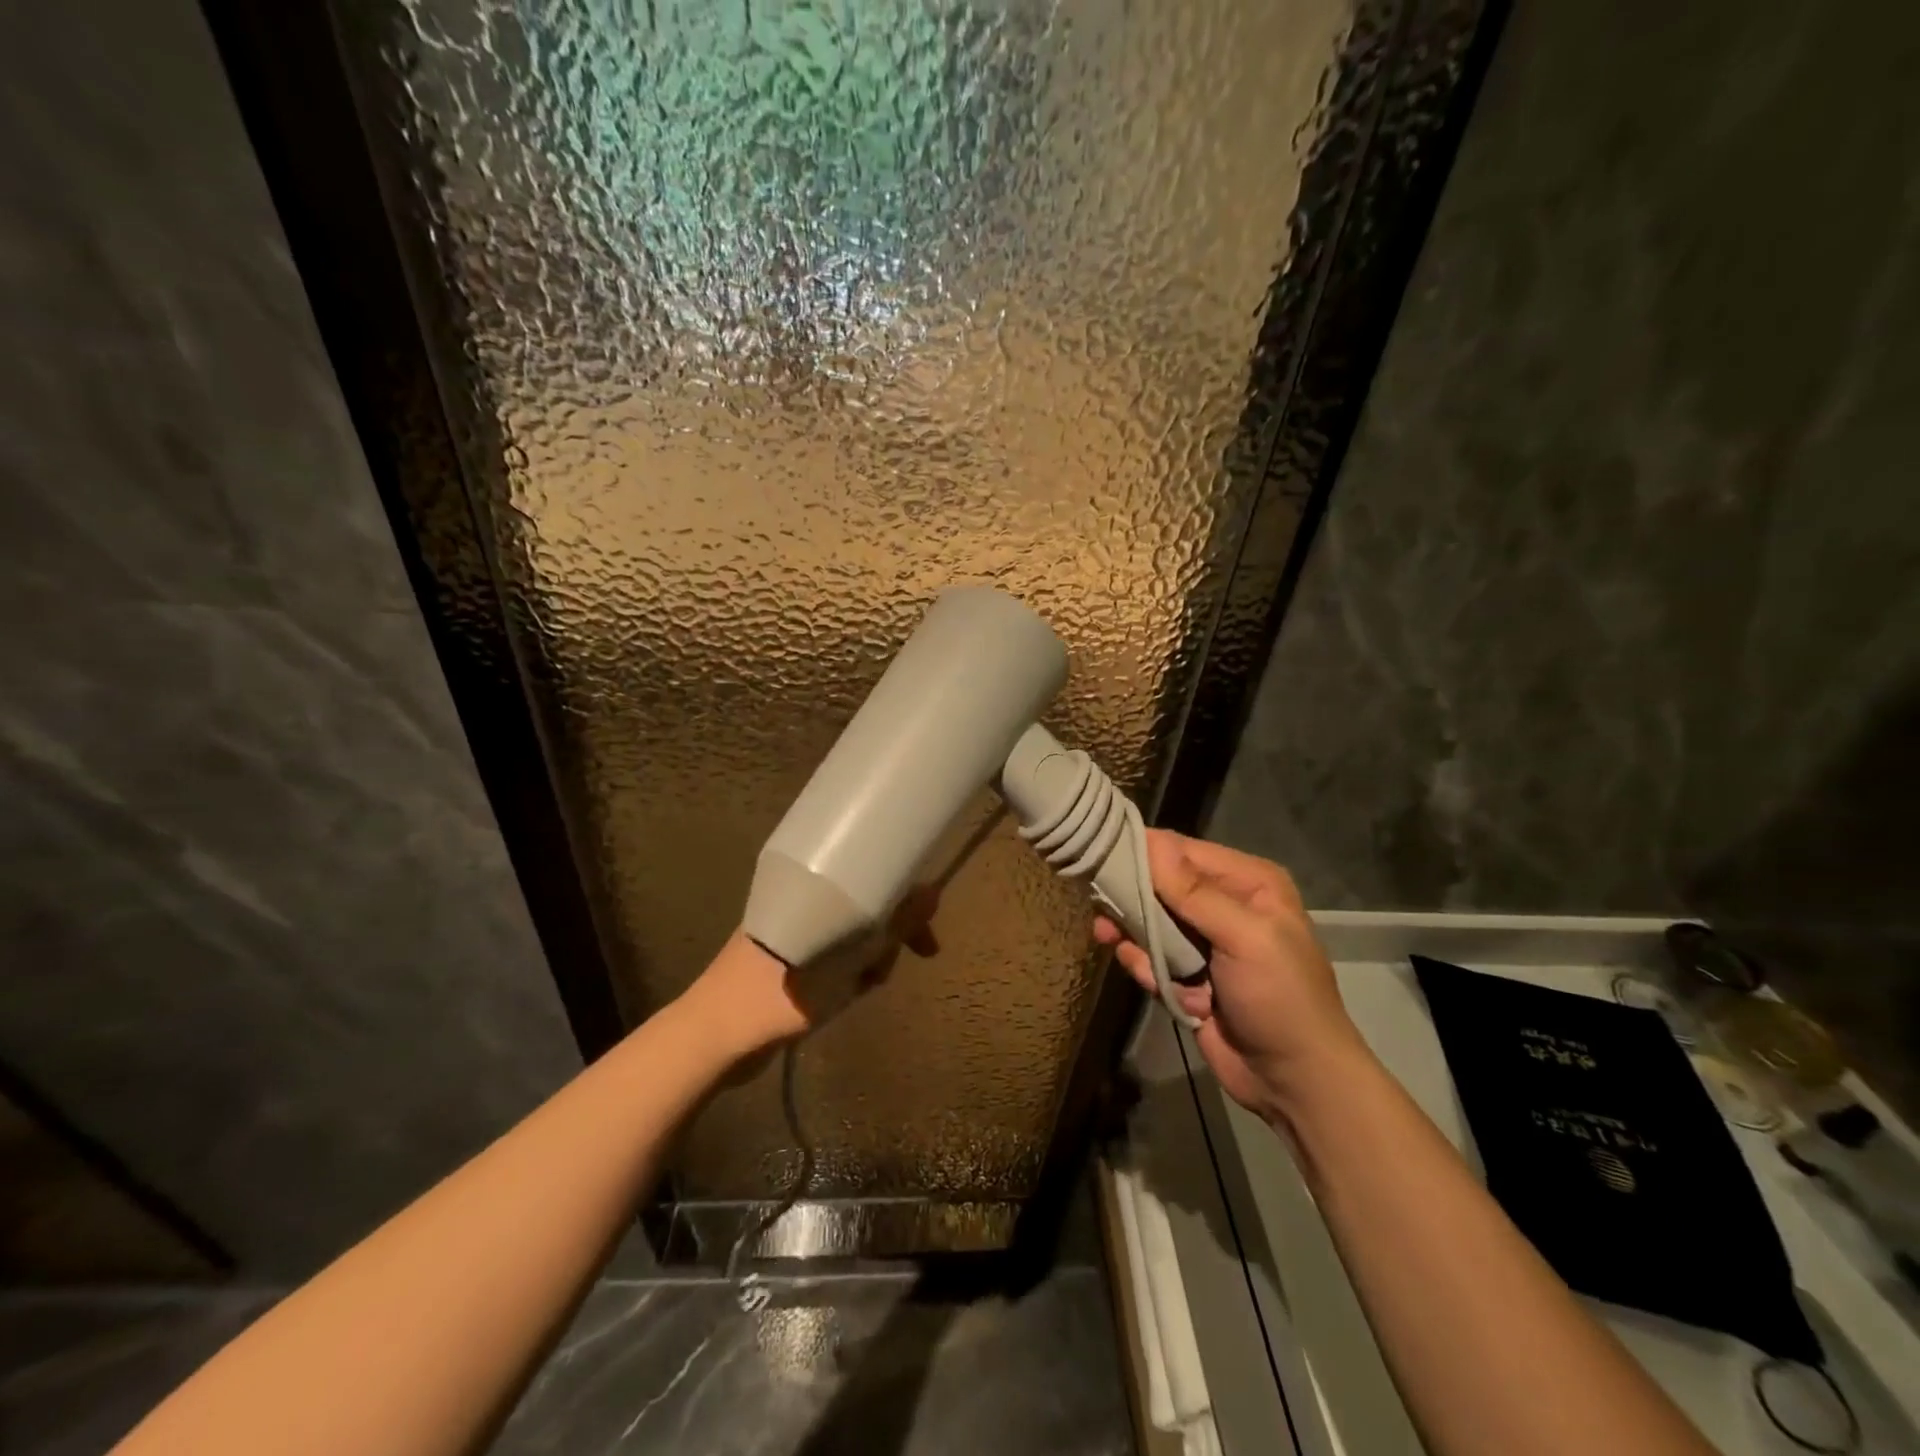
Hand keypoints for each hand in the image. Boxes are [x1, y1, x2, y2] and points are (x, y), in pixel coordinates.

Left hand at [687, 887, 941, 1063]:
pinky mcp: (792, 965)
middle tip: (909, 959)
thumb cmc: (771, 997)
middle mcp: (804, 907)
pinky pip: (836, 959)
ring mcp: (796, 937)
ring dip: (869, 959)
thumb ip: (886, 930)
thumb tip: (932, 893)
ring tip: (864, 986)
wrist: (710, 1043)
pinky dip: (850, 974)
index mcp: (808, 892)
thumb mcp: (840, 964)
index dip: (902, 896)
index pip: (869, 877)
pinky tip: (848, 997)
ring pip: (853, 936)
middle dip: (889, 934)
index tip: (925, 922)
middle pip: (864, 907)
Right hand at [1094, 831, 1370, 1121]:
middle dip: (1132, 899)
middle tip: (1100, 911)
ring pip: (1150, 922)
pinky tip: (1156, 985)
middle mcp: (1224, 904)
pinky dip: (1147, 968)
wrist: (1295, 1082)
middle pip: (1160, 885)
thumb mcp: (1245, 938)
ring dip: (1135, 937)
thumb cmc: (1280, 998)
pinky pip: (1152, 957)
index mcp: (1248, 883)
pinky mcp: (1188, 975)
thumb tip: (1151, 841)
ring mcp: (1204, 942)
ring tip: (1111, 941)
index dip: (1143, 852)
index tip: (1100, 856)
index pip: (1182, 851)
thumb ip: (1195, 892)